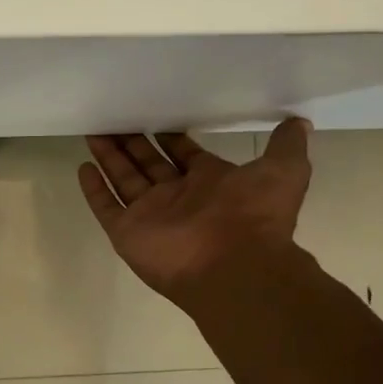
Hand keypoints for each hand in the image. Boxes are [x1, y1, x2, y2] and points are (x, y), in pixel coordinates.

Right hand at [78, 120, 311, 303]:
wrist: (235, 265)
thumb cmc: (254, 215)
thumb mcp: (283, 171)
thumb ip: (285, 146)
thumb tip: (299, 122)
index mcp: (208, 182)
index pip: (181, 154)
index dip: (168, 137)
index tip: (154, 118)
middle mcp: (177, 197)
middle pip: (147, 164)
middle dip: (131, 143)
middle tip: (113, 118)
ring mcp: (150, 216)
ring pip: (123, 180)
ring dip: (109, 158)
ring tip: (93, 131)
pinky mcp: (127, 233)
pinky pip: (106, 207)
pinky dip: (94, 190)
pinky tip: (83, 168)